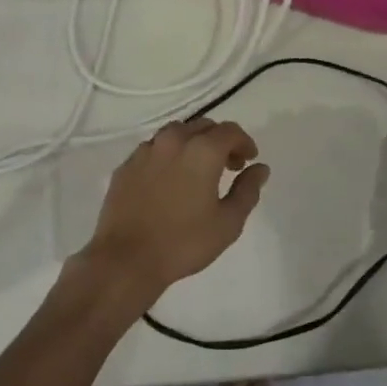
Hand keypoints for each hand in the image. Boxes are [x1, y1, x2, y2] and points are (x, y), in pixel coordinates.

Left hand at [80, 119, 268, 304]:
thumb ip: (247, 190)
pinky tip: (169, 179)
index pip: (230, 131)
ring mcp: (145, 150)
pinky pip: (154, 149)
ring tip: (198, 170)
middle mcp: (172, 140)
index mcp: (201, 150)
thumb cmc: (184, 242)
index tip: (249, 160)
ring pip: (175, 133)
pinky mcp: (126, 165)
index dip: (244, 142)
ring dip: (192, 143)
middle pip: (202, 126)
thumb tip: (260, 168)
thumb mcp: (228, 222)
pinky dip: (168, 155)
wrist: (127, 258)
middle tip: (228, 166)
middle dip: (220, 141)